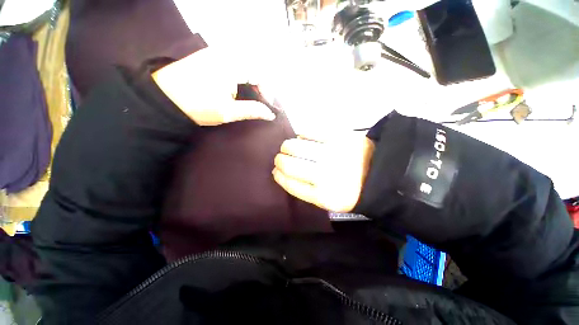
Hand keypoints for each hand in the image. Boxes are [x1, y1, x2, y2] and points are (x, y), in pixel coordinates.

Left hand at [152, 47, 274, 125]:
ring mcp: (215, 52)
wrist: (163, 98)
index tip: (267, 106)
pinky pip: (232, 63)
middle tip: (260, 102)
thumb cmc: (197, 106)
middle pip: (253, 68)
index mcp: (231, 65)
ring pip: (243, 65)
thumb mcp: (228, 112)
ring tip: (250, 97)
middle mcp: (225, 53)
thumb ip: (252, 111)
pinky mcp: (209, 56)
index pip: (259, 74)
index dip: (267, 91)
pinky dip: (240, 76)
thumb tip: (270, 114)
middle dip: (260, 86)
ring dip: (250, 81)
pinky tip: (237, 88)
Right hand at [273, 133, 374, 211]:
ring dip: (287, 146)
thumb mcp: (327, 201)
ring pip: (296, 147)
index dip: (279, 177)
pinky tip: (301, 137)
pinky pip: (311, 132)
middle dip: (279, 160)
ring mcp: (332, 154)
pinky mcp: (340, 137)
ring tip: (287, 147)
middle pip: (290, 165)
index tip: (275, 171)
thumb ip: (304, 190)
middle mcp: (326, 175)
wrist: (378, 174)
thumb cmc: (350, 190)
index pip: (291, 184)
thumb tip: (282, 173)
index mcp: (323, 196)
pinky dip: (302, 134)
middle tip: (279, 157)